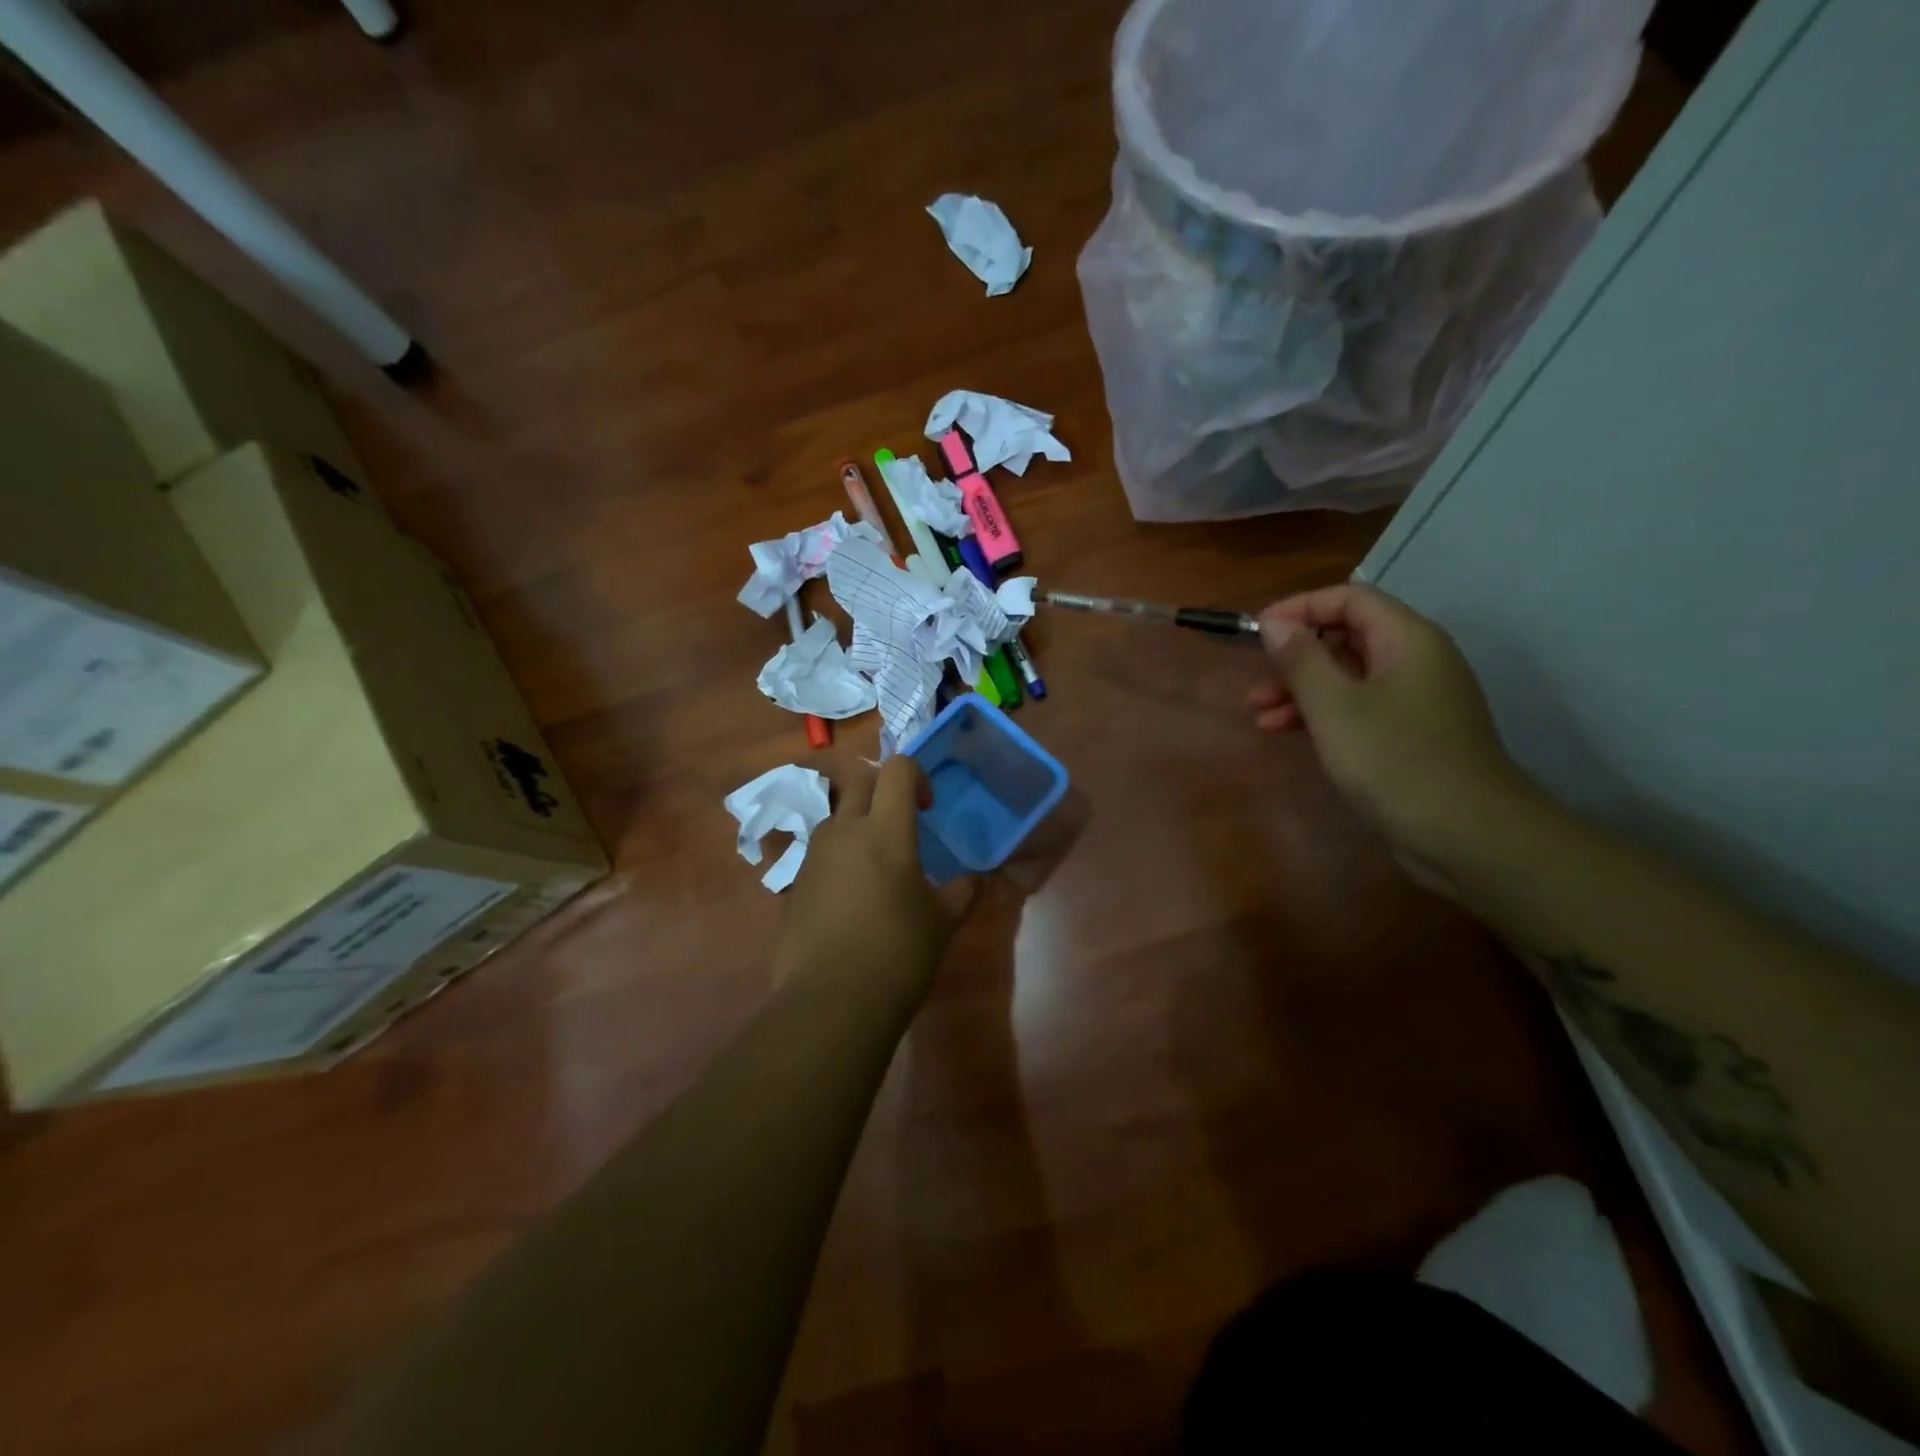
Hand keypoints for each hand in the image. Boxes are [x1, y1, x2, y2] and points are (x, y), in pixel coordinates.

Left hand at [773, 757, 960, 1011]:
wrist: (831, 1001)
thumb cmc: (898, 954)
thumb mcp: (941, 924)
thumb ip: (960, 893)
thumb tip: (974, 880)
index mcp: (887, 831)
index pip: (897, 769)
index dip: (915, 775)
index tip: (927, 807)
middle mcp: (845, 831)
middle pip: (859, 780)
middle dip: (882, 789)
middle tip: (901, 824)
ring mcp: (814, 856)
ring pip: (835, 816)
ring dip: (857, 824)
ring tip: (875, 866)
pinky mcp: (794, 884)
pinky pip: (819, 854)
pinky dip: (837, 860)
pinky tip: (849, 901)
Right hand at [1249, 583, 1537, 864]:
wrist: (1468, 835)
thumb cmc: (1395, 760)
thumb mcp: (1334, 707)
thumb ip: (1301, 660)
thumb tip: (1274, 624)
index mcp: (1407, 640)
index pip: (1349, 598)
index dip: (1300, 608)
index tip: (1258, 632)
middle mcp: (1415, 660)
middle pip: (1347, 636)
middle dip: (1295, 654)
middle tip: (1256, 678)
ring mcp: (1415, 699)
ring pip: (1347, 677)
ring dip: (1300, 689)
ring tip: (1257, 712)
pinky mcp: (1409, 734)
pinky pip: (1357, 708)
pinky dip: (1320, 714)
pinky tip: (1284, 732)